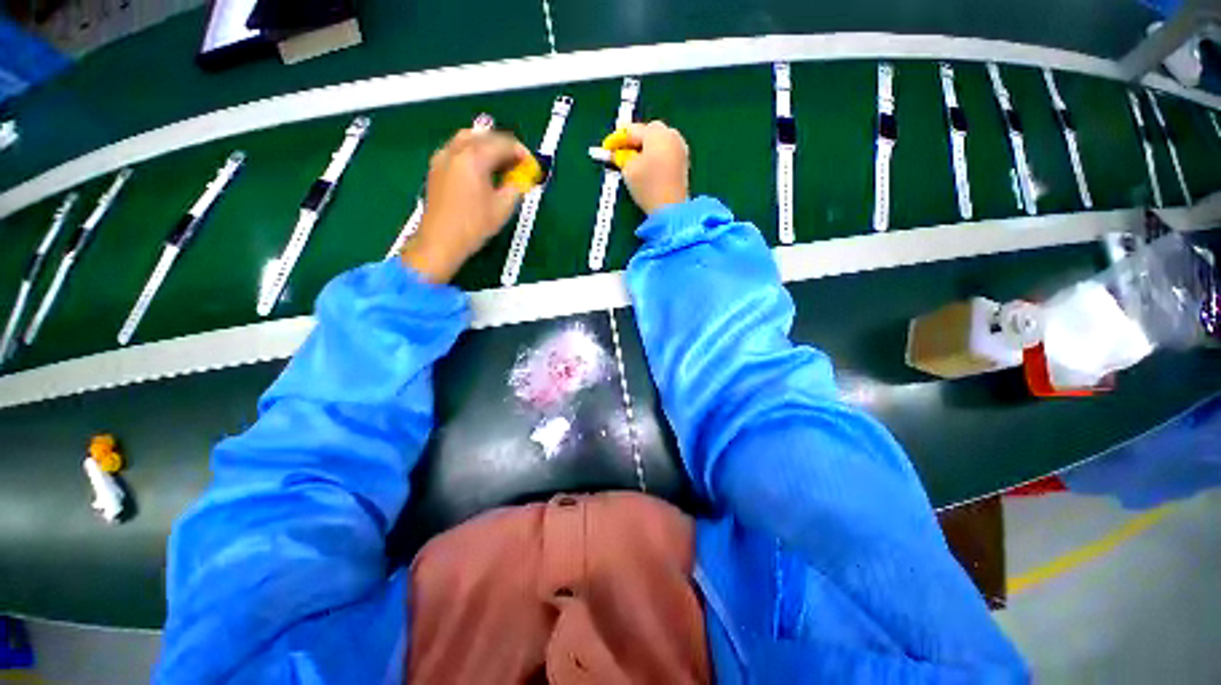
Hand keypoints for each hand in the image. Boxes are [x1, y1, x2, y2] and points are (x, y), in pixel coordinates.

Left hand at [402, 129, 530, 282]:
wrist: (441, 241)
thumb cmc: (474, 226)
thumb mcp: (503, 208)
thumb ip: (516, 187)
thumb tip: (522, 178)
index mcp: (474, 158)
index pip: (503, 143)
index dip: (522, 153)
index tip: (532, 166)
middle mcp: (455, 150)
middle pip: (485, 136)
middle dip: (505, 147)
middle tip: (519, 165)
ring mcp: (442, 157)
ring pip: (469, 139)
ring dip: (488, 147)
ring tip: (502, 167)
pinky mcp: (436, 168)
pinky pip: (458, 149)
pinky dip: (474, 153)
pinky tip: (482, 171)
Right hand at [617, 121, 689, 214]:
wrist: (671, 209)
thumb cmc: (648, 186)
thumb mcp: (628, 170)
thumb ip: (621, 157)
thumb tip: (619, 153)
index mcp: (657, 133)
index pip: (633, 130)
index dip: (617, 139)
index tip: (607, 148)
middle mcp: (671, 135)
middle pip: (649, 131)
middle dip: (635, 140)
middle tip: (622, 152)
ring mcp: (680, 148)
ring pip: (659, 141)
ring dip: (646, 147)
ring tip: (634, 161)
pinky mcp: (684, 162)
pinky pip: (666, 151)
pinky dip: (656, 155)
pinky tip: (648, 167)